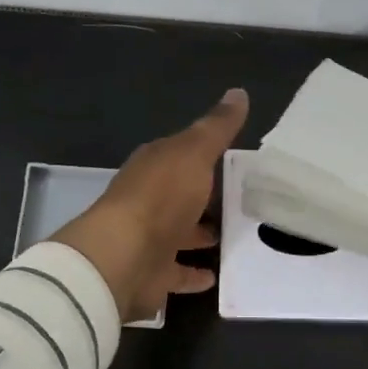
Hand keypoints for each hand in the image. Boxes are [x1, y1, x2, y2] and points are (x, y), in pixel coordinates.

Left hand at [51, 90, 249, 322]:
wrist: (124, 257)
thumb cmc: (161, 197)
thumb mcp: (194, 153)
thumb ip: (217, 127)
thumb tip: (239, 92)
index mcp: (155, 166)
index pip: (182, 154)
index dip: (206, 153)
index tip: (236, 158)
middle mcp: (149, 200)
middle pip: (181, 195)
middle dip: (205, 197)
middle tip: (243, 200)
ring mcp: (149, 238)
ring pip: (180, 233)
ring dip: (201, 235)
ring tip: (235, 236)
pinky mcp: (152, 274)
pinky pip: (177, 272)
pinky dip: (193, 274)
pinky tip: (215, 276)